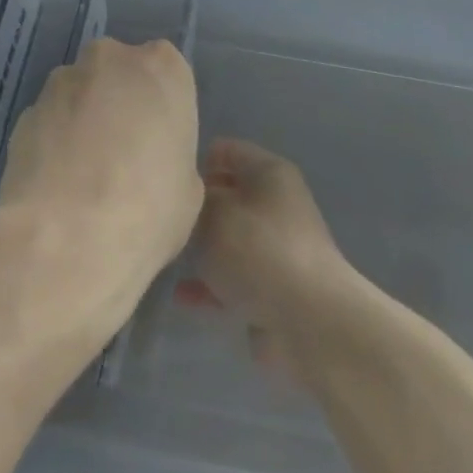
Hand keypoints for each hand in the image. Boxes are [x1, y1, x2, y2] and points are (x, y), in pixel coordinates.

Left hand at [0, 38, 201, 319]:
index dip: (160, 107)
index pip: (165, 71)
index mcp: (162, 68)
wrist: (68, 239)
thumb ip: (170, 154)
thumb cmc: (149, 208)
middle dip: (118, 103)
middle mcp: (110, 60)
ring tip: (84, 177)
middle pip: (117, 73)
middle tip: (123, 154)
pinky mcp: (24, 114)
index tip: (158, 141)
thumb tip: (148, 162)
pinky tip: (57, 186)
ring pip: (78, 94)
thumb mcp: (189, 186)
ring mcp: (60, 83)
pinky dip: (53, 143)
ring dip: (82, 121)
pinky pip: (48, 122)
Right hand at [175, 138, 357, 375]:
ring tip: (166, 253)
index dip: (197, 159)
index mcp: (270, 174)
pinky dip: (210, 284)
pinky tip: (180, 295)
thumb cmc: (258, 252)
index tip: (168, 179)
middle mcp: (277, 206)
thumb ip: (196, 201)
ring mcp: (276, 250)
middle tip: (163, 218)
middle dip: (196, 207)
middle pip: (228, 196)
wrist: (309, 322)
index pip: (228, 151)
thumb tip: (192, 200)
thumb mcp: (215, 215)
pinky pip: (233, 278)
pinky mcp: (273, 289)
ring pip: (229, 239)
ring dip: (201, 248)